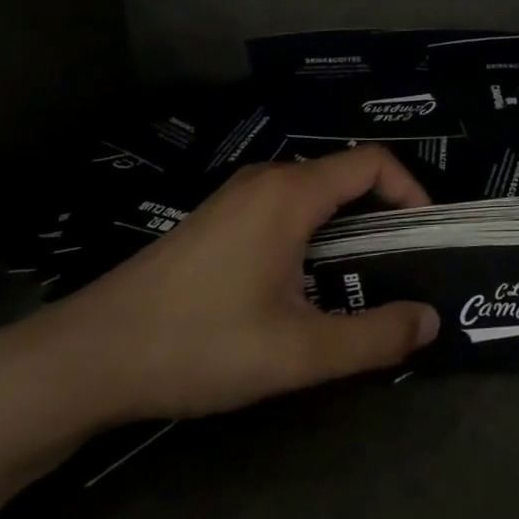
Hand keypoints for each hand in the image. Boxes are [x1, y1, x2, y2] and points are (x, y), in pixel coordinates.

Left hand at [2, 147, 440, 434]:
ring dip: (348, 228)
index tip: (426, 235)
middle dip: (384, 213)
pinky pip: (286, 209)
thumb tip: (430, 321)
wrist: (88, 356)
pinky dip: (315, 233)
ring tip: (361, 281)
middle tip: (403, 266)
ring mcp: (237, 197)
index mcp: (291, 193)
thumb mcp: (297, 351)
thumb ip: (373, 337)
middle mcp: (267, 180)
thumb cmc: (198, 343)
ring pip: (315, 195)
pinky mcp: (218, 220)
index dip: (411, 190)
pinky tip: (304, 286)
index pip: (373, 162)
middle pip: (346, 176)